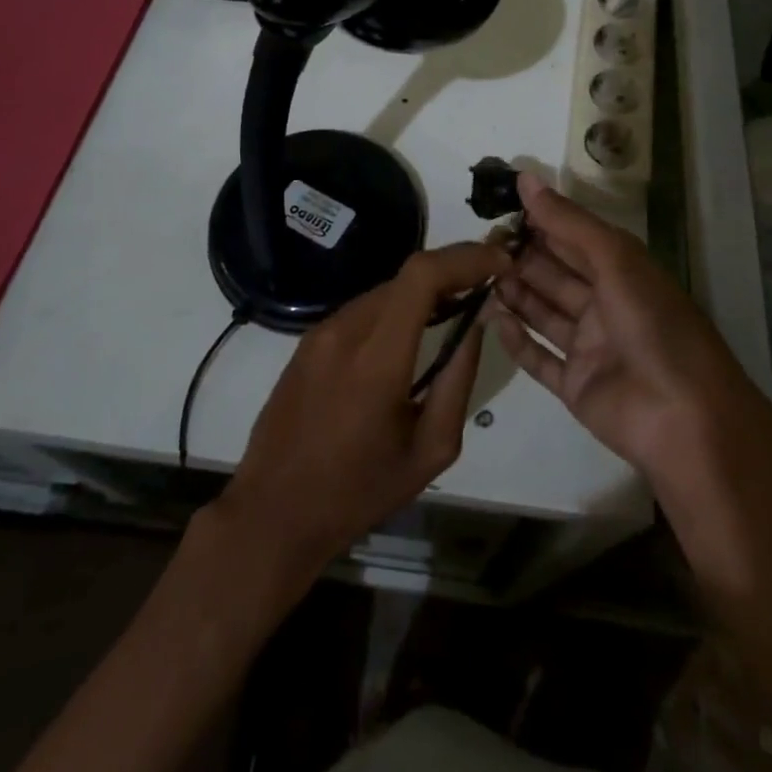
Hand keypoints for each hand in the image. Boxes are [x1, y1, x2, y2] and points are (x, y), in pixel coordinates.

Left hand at [217, 241, 509, 579]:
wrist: (273, 513)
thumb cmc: (358, 492)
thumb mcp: (430, 450)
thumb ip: (458, 379)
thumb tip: (476, 323)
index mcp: (376, 360)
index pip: (422, 276)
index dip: (465, 258)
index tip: (498, 262)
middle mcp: (345, 331)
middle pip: (407, 277)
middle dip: (452, 272)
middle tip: (486, 285)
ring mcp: (320, 332)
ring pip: (386, 290)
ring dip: (424, 291)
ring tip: (455, 310)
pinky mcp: (308, 340)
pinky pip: (363, 309)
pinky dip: (396, 308)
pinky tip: (410, 335)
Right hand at [490, 171, 764, 480]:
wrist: (685, 420)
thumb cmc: (654, 326)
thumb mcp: (615, 260)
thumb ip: (568, 222)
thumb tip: (525, 177)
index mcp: (622, 271)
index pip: (572, 237)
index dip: (538, 222)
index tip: (497, 209)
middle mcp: (605, 303)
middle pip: (554, 274)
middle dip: (519, 258)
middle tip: (478, 247)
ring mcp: (590, 346)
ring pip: (543, 312)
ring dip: (514, 294)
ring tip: (476, 277)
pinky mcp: (576, 385)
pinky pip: (539, 358)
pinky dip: (517, 341)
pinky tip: (492, 321)